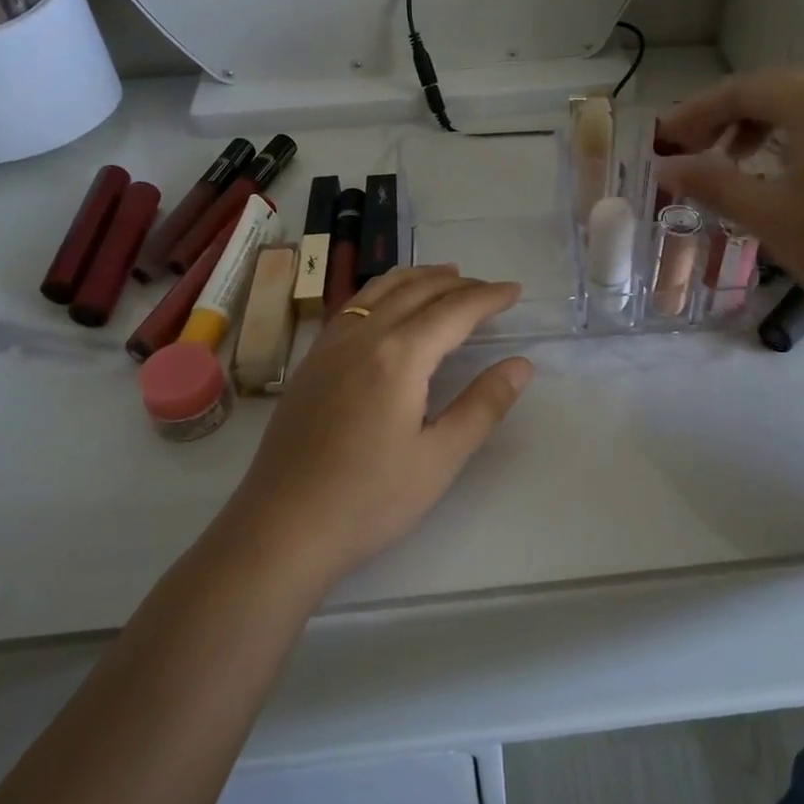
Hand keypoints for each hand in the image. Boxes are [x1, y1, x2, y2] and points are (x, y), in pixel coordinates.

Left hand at [225, 266, 532, 586]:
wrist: (281, 528)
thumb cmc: (369, 500)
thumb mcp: (440, 458)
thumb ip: (483, 405)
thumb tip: (521, 364)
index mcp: (399, 355)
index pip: (454, 311)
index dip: (488, 297)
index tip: (515, 291)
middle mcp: (363, 335)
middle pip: (418, 291)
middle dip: (458, 283)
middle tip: (489, 288)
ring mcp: (330, 345)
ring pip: (380, 290)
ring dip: (418, 278)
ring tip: (446, 275)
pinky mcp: (312, 361)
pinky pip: (355, 305)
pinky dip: (384, 291)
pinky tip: (389, 305)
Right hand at [657, 70, 803, 362]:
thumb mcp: (769, 216)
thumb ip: (713, 183)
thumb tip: (666, 168)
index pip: (746, 90)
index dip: (697, 111)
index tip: (662, 139)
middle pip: (774, 90)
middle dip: (725, 114)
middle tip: (689, 146)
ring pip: (801, 108)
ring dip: (756, 125)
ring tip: (726, 160)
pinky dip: (787, 139)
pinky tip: (771, 173)